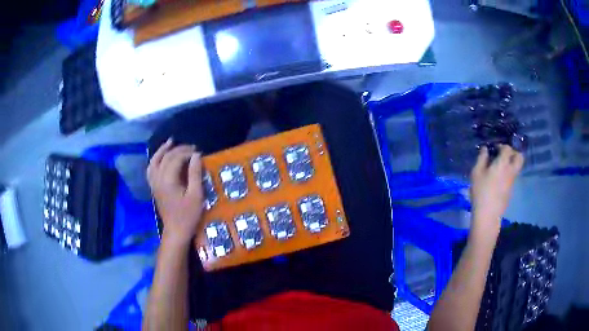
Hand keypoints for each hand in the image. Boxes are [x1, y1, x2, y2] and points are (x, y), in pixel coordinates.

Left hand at [147, 139, 203, 245]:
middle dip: (179, 149)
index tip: (199, 153)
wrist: (176, 231)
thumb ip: (195, 174)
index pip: (176, 158)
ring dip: (163, 150)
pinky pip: (151, 169)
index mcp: (168, 180)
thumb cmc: (188, 215)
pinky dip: (155, 160)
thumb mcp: (196, 195)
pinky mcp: (154, 187)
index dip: (188, 153)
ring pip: (155, 161)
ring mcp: (154, 183)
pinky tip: (160, 157)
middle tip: (193, 148)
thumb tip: (196, 156)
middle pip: (166, 157)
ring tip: (171, 142)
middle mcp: (158, 179)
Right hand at [470, 145, 523, 235]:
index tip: (494, 148)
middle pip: (519, 157)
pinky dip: (508, 173)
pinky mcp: (511, 191)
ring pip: (517, 167)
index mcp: (503, 163)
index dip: (502, 146)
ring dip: (510, 164)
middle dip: (514, 152)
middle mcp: (511, 170)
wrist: (488, 215)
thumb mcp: (476, 173)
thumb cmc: (481, 192)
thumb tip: (485, 149)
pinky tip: (498, 179)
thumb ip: (481, 158)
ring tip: (499, 167)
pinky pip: (512, 176)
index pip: (508, 148)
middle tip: (504, 155)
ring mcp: (512, 181)